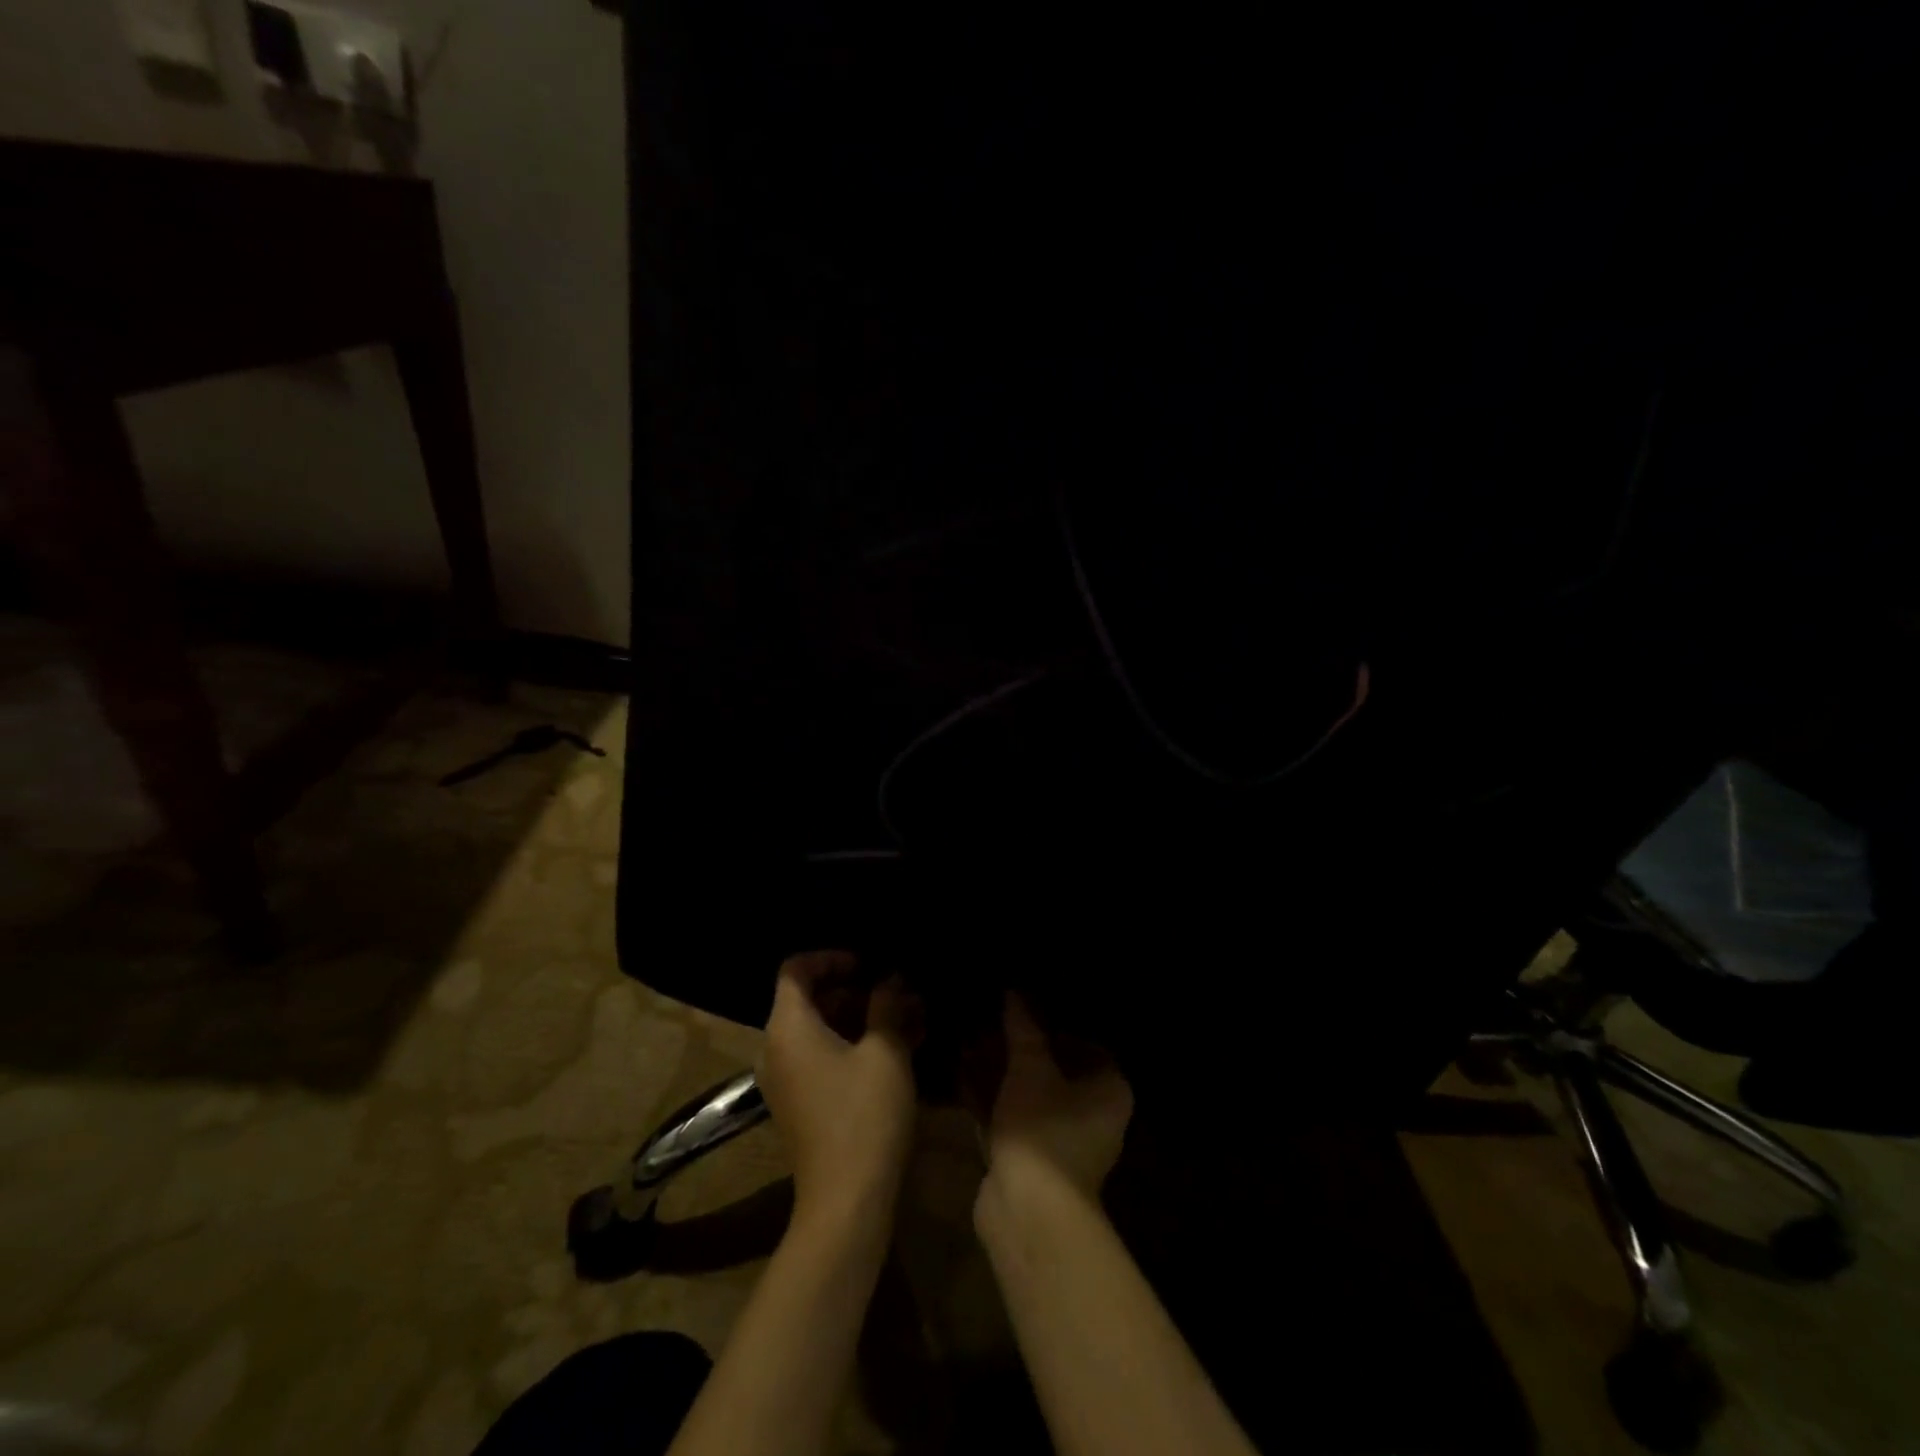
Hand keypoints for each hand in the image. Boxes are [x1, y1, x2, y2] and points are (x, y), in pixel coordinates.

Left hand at [758, 952, 921, 1242]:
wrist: (846, 1202)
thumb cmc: (864, 1115)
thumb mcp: (885, 1052)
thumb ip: (887, 1006)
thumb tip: (891, 980)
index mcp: (788, 1028)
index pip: (795, 971)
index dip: (831, 958)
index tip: (869, 964)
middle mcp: (777, 1049)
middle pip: (809, 999)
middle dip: (856, 990)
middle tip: (898, 991)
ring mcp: (787, 1080)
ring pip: (821, 1030)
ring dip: (862, 1019)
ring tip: (909, 1018)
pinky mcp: (801, 1104)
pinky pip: (823, 1057)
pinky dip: (855, 1046)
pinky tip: (900, 1048)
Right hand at [976, 992, 1133, 1207]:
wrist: (1028, 1211)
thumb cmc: (1043, 1128)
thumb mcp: (1030, 1067)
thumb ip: (1024, 1028)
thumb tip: (1015, 992)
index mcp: (1109, 1090)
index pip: (1088, 1046)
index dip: (1057, 1027)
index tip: (1025, 1011)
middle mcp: (1095, 1116)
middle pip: (1056, 1071)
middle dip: (1021, 1049)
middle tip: (991, 1025)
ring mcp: (1064, 1143)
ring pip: (1031, 1096)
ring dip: (1002, 1074)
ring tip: (970, 1045)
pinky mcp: (1034, 1163)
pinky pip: (1014, 1120)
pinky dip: (993, 1102)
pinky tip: (962, 1080)